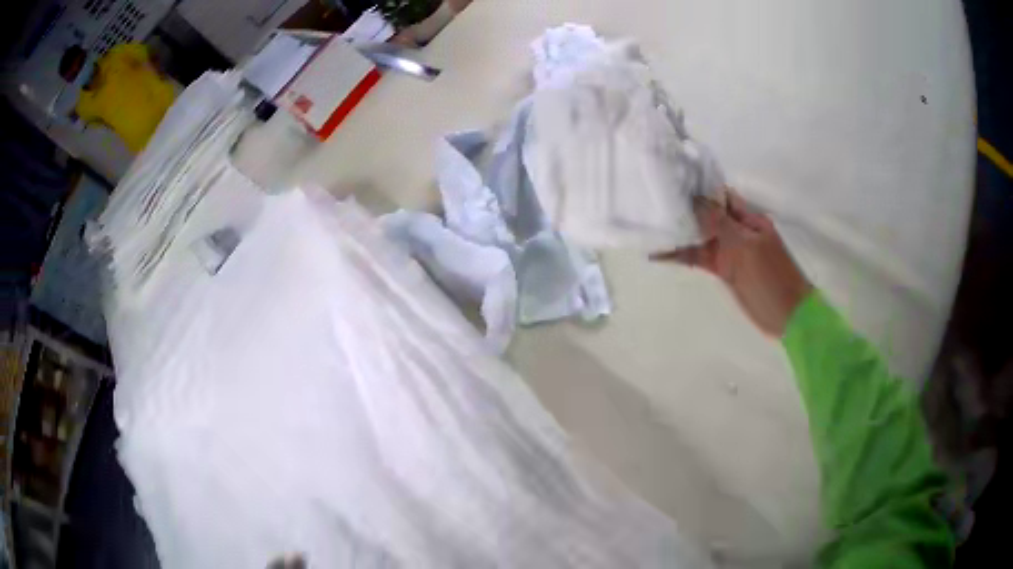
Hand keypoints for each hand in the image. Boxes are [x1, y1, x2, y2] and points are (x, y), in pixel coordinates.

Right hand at [652, 191, 811, 336]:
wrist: (788, 314)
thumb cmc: (772, 277)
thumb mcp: (746, 247)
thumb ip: (721, 224)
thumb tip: (696, 200)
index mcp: (748, 218)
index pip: (720, 195)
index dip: (699, 187)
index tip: (672, 180)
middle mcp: (737, 230)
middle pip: (708, 215)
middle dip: (684, 208)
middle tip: (652, 200)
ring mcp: (730, 251)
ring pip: (701, 237)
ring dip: (680, 233)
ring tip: (650, 225)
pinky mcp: (724, 270)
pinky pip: (700, 259)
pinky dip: (682, 256)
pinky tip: (660, 254)